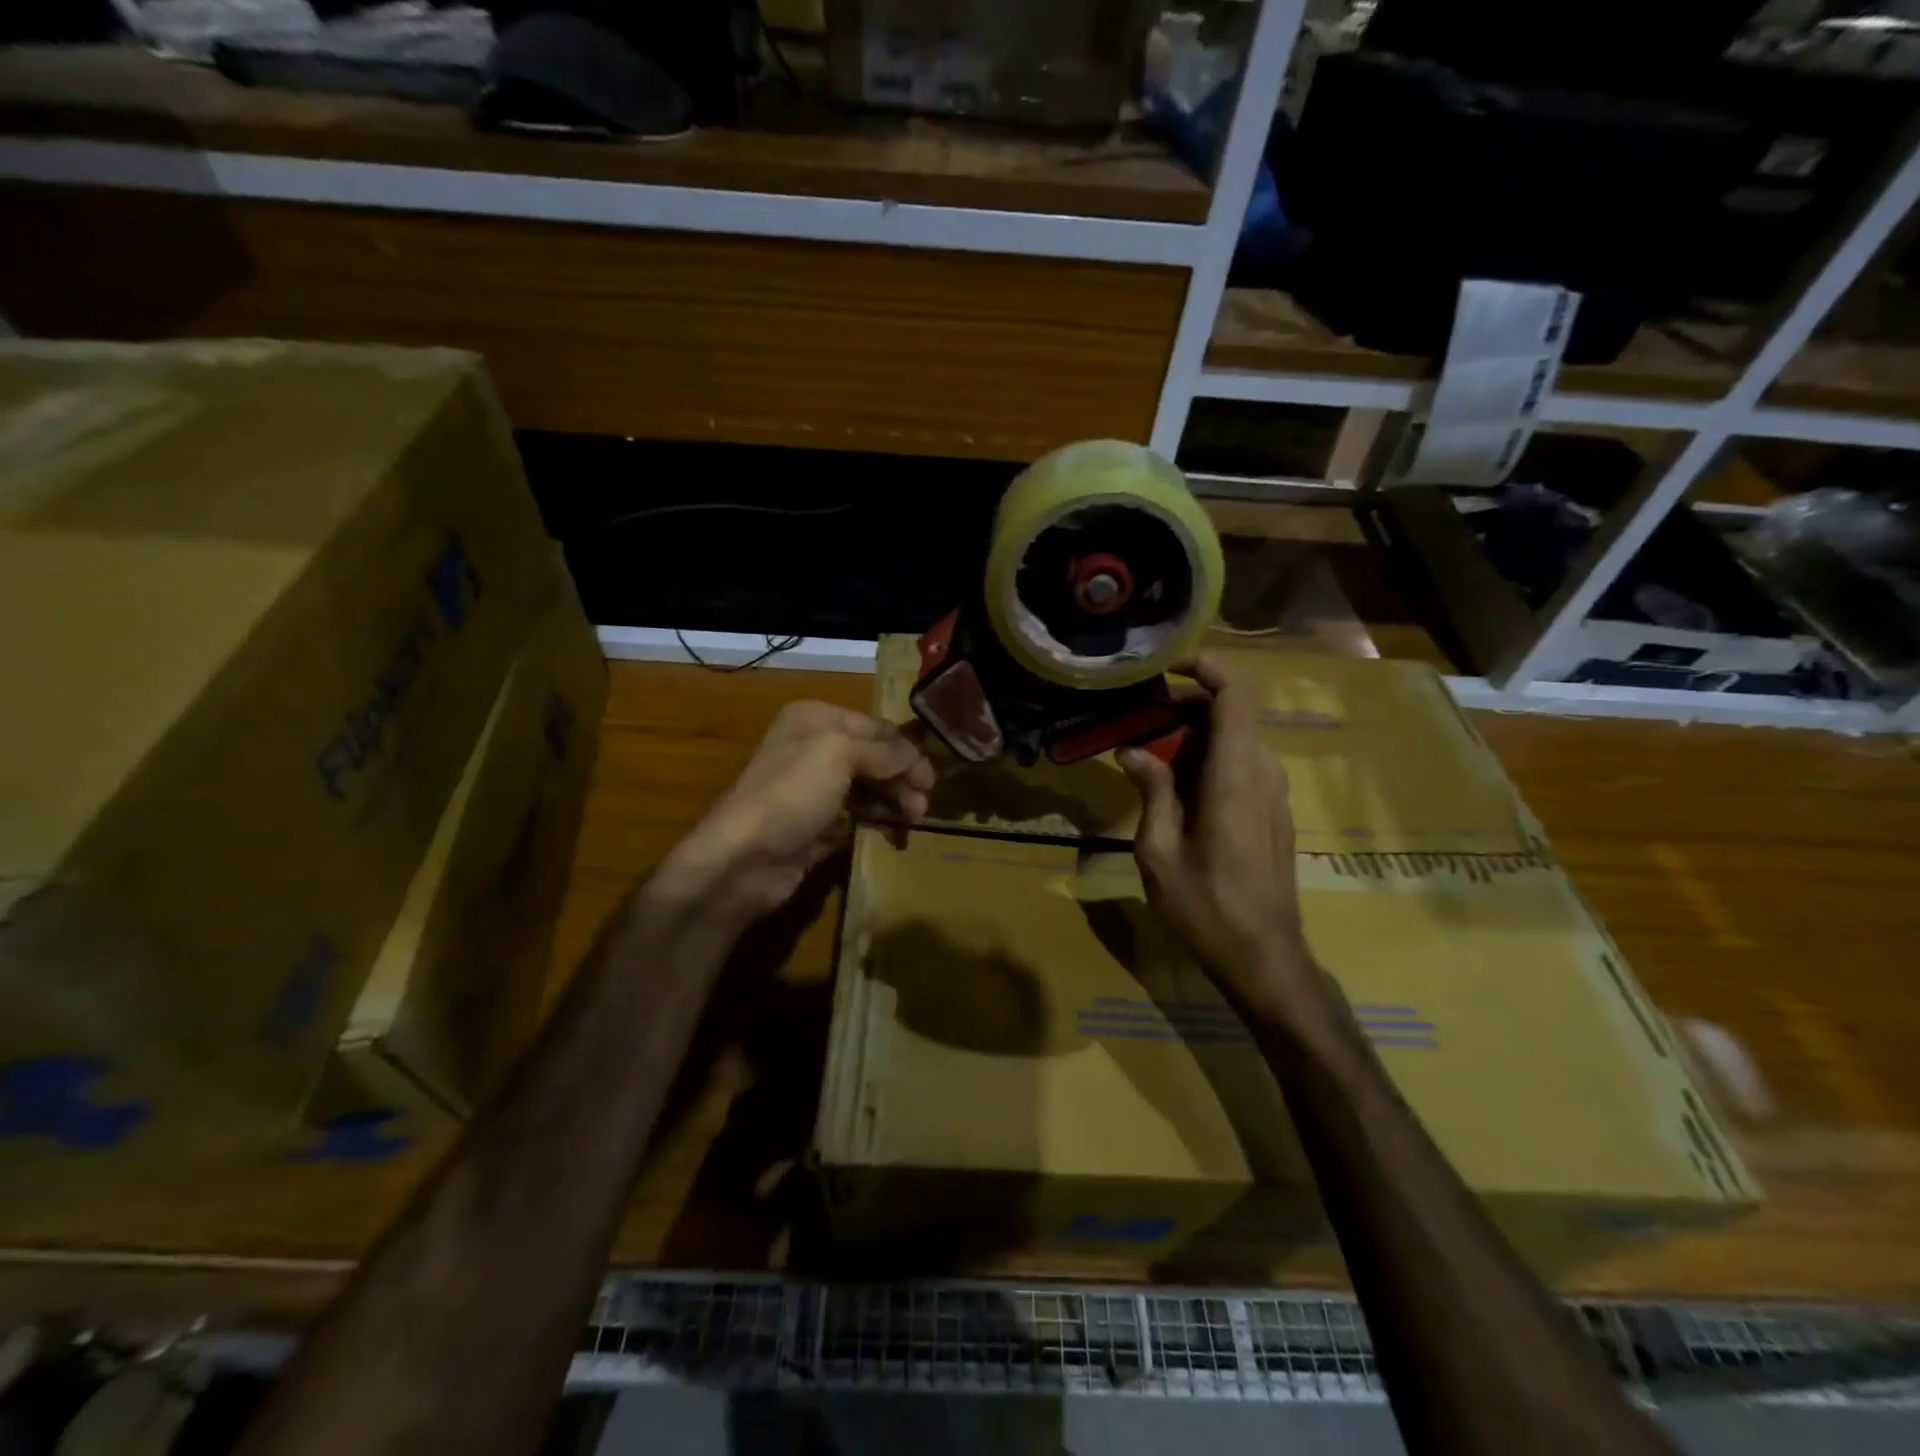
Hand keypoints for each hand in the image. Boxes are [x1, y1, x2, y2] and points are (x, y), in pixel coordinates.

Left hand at [661, 701, 934, 921]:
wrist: (744, 857)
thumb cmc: (792, 793)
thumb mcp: (841, 754)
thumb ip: (884, 752)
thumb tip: (916, 760)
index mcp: (815, 719)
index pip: (875, 727)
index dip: (906, 750)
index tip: (932, 778)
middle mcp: (812, 747)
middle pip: (873, 757)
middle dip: (902, 777)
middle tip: (924, 804)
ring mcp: (812, 788)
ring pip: (866, 786)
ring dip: (893, 799)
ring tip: (913, 819)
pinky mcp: (813, 824)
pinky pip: (853, 815)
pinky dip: (874, 819)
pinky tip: (889, 829)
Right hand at [1118, 657, 1315, 1012]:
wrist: (1264, 956)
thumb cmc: (1205, 905)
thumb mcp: (1158, 850)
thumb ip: (1151, 791)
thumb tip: (1134, 751)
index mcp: (1235, 775)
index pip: (1236, 696)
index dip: (1208, 668)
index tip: (1170, 667)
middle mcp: (1263, 773)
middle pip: (1233, 714)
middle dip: (1186, 709)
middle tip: (1140, 726)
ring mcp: (1275, 793)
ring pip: (1238, 740)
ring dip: (1196, 738)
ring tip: (1152, 761)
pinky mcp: (1275, 812)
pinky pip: (1244, 766)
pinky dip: (1211, 761)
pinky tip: (1179, 792)